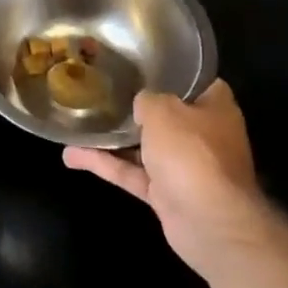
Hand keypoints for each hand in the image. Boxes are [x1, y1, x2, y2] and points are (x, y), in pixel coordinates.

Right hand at [64, 79, 270, 283]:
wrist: (209, 223)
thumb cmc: (192, 152)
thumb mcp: (163, 109)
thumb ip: (147, 99)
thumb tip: (142, 104)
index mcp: (215, 108)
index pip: (196, 82)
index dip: (171, 73)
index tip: (141, 65)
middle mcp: (203, 135)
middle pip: (167, 115)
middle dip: (138, 108)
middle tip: (104, 91)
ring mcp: (185, 167)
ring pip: (144, 147)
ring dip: (113, 139)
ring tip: (79, 123)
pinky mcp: (166, 194)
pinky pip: (132, 172)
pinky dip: (105, 165)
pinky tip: (72, 156)